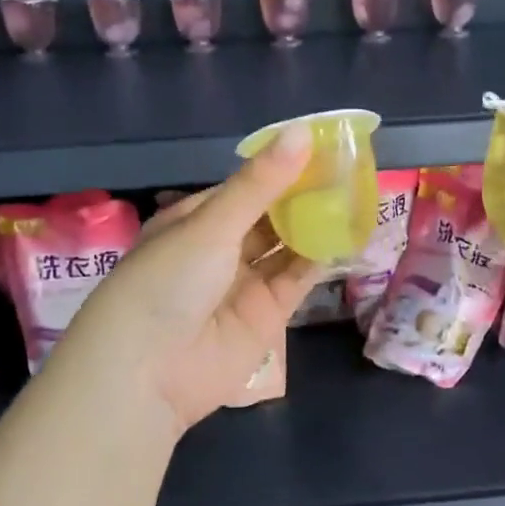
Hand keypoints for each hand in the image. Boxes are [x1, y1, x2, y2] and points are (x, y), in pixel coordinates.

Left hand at [46, 124, 322, 436]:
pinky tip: (348, 232)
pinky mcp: (267, 314)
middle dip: (303, 194)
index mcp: (195, 220)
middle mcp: (220, 249)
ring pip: (287, 245)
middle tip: (347, 166)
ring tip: (356, 193)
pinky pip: (298, 278)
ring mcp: (244, 282)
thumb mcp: (211, 225)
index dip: (280, 166)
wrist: (148, 373)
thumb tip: (301, 132)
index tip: (320, 144)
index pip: (245, 186)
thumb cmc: (167, 281)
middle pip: (269, 215)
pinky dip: (321, 257)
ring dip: (316, 222)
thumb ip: (261, 183)